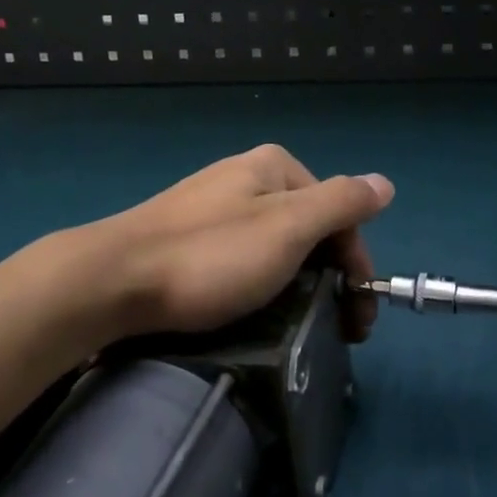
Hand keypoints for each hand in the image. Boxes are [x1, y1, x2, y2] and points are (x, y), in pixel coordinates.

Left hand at [65, 144, 393, 346]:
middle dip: (329, 276)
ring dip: (299, 284)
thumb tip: (385, 183)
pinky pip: (243, 257)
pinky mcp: (189, 236)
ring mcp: (214, 205)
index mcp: (275, 166)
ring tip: (297, 327)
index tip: (355, 319)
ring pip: (277, 245)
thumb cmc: (210, 255)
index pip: (339, 212)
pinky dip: (262, 283)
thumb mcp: (288, 227)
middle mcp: (247, 176)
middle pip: (310, 227)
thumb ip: (342, 203)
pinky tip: (253, 309)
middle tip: (334, 330)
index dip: (355, 264)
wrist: (111, 281)